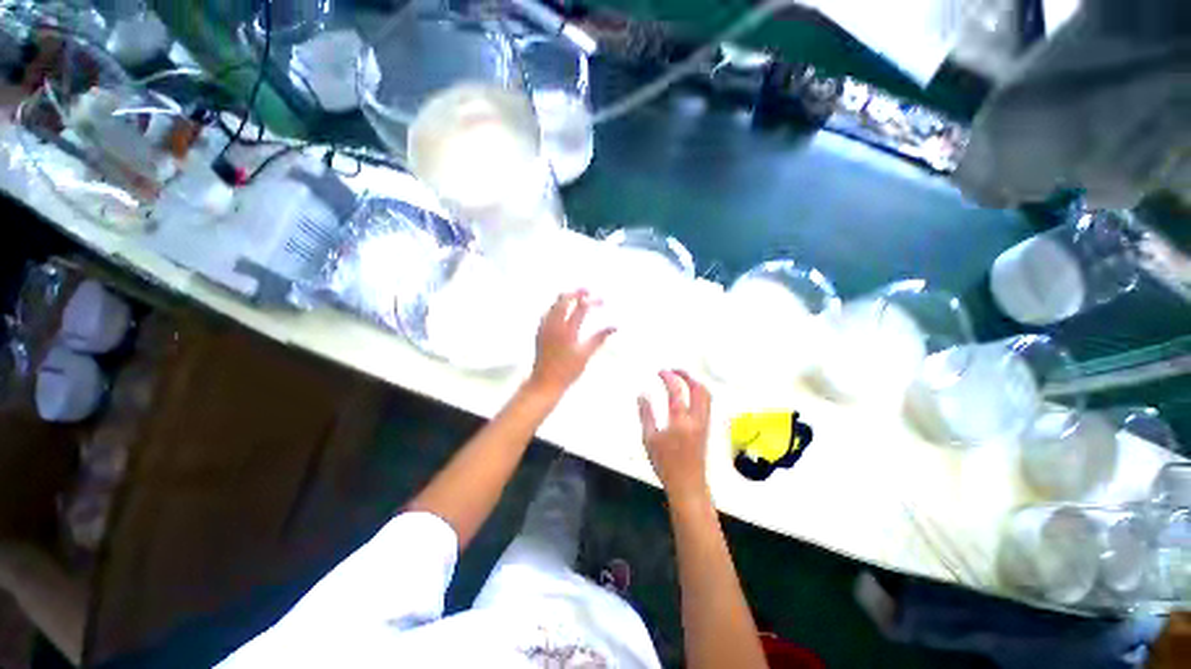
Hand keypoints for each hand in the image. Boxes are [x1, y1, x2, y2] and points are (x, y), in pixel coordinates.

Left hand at [527, 291, 614, 398]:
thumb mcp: (585, 354)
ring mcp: (544, 327)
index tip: (602, 301)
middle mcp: (553, 324)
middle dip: (576, 293)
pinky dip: (558, 307)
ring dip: (566, 298)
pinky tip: (564, 311)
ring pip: (554, 304)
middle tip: (588, 292)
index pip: (581, 307)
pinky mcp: (540, 331)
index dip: (592, 301)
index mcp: (566, 329)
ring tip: (577, 298)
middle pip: (563, 299)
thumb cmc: (566, 371)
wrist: (544, 383)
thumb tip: (615, 326)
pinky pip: (549, 312)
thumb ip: (599, 338)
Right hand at [638, 370, 711, 501]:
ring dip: (695, 382)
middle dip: (687, 375)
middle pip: (699, 389)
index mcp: (680, 420)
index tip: (660, 372)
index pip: (677, 390)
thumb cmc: (665, 464)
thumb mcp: (649, 439)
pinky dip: (698, 392)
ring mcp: (704, 423)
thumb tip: (642, 395)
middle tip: (674, 370)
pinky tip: (688, 394)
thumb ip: (646, 414)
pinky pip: (707, 403)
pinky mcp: (706, 428)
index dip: (669, 377)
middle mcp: (696, 418)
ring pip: (706, 395)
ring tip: (681, 379)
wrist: (688, 485)